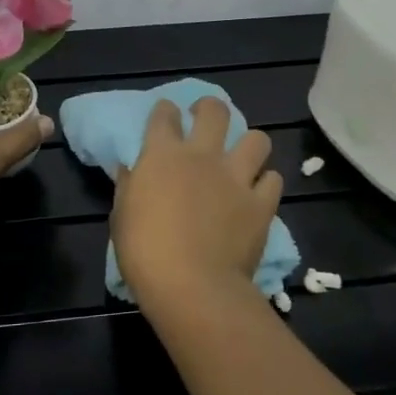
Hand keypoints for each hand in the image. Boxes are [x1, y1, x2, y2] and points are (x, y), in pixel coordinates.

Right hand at [111, 96, 282, 314]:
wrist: (191, 285)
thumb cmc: (144, 252)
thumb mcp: (121, 217)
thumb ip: (128, 187)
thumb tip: (130, 169)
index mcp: (163, 155)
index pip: (164, 115)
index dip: (165, 111)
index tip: (166, 115)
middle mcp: (203, 156)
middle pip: (214, 111)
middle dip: (210, 108)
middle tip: (206, 119)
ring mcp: (237, 178)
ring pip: (257, 139)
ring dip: (249, 144)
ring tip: (243, 156)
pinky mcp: (262, 203)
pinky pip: (273, 180)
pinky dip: (266, 183)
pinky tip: (258, 192)